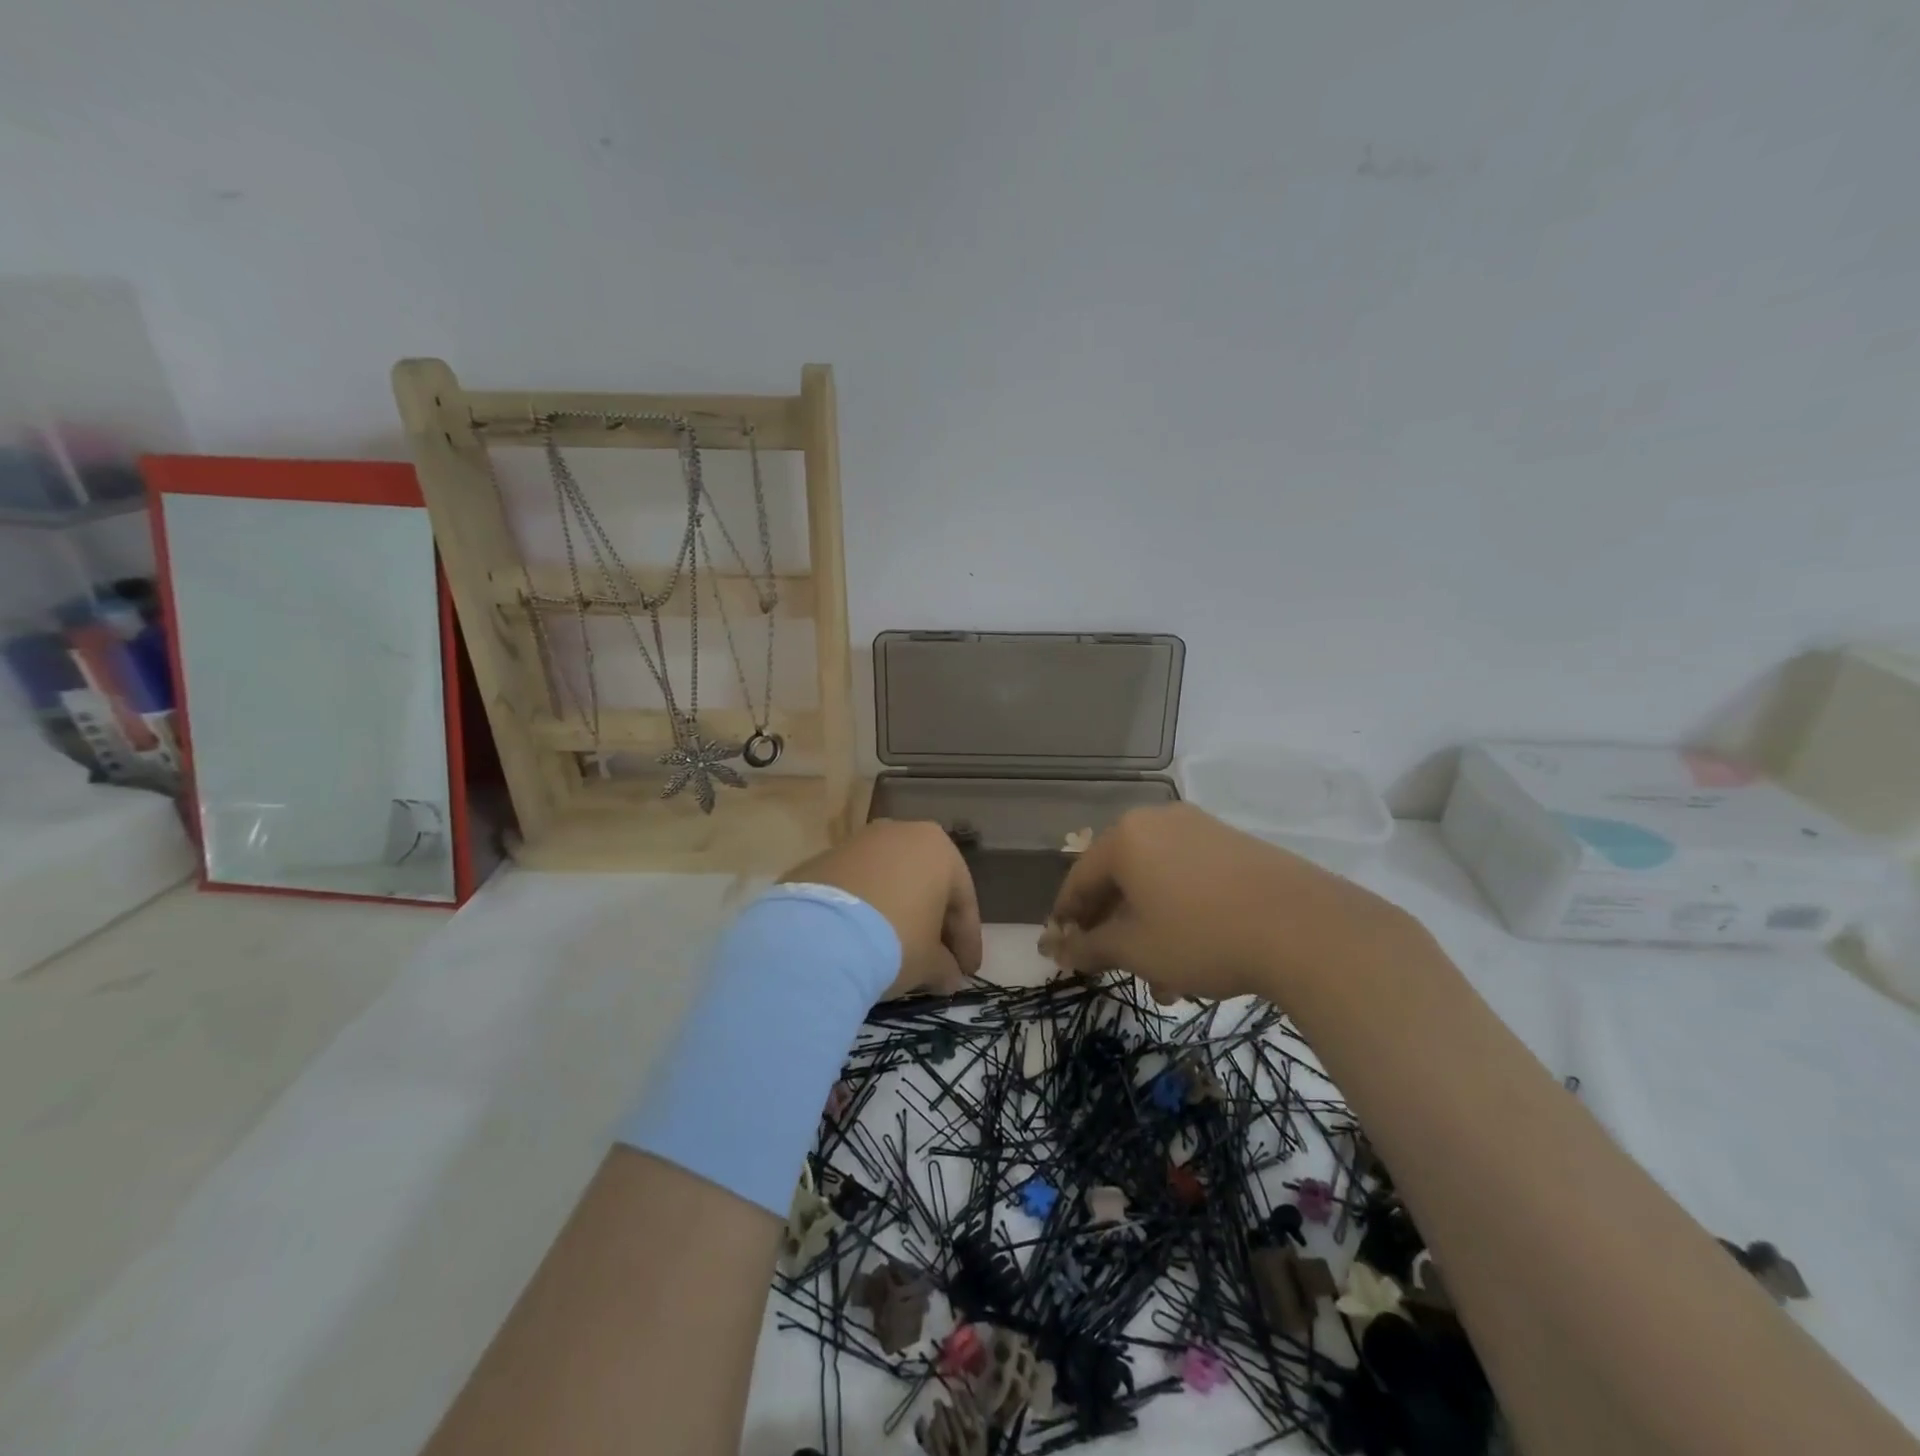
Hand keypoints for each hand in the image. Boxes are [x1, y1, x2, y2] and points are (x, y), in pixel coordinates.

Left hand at [782, 820, 981, 998]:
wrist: (818, 935)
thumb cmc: (895, 940)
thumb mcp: (929, 962)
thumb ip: (944, 966)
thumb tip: (947, 975)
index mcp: (939, 847)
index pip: (963, 900)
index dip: (967, 941)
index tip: (968, 972)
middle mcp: (901, 833)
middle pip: (926, 885)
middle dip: (933, 924)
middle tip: (937, 962)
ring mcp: (859, 842)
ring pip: (890, 882)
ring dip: (897, 914)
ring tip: (896, 952)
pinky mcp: (824, 858)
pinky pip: (857, 887)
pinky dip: (864, 911)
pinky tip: (861, 940)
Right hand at [1043, 803, 1414, 1001]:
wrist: (1305, 928)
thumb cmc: (1202, 936)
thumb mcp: (1136, 949)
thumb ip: (1090, 947)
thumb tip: (1057, 949)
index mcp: (1125, 838)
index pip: (1079, 878)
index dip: (1066, 917)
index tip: (1062, 949)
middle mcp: (1157, 821)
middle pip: (1118, 877)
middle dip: (1113, 927)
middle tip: (1113, 966)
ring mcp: (1199, 828)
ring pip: (1155, 881)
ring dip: (1148, 928)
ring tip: (1163, 980)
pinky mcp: (1233, 844)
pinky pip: (1188, 876)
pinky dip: (1178, 912)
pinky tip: (1194, 955)